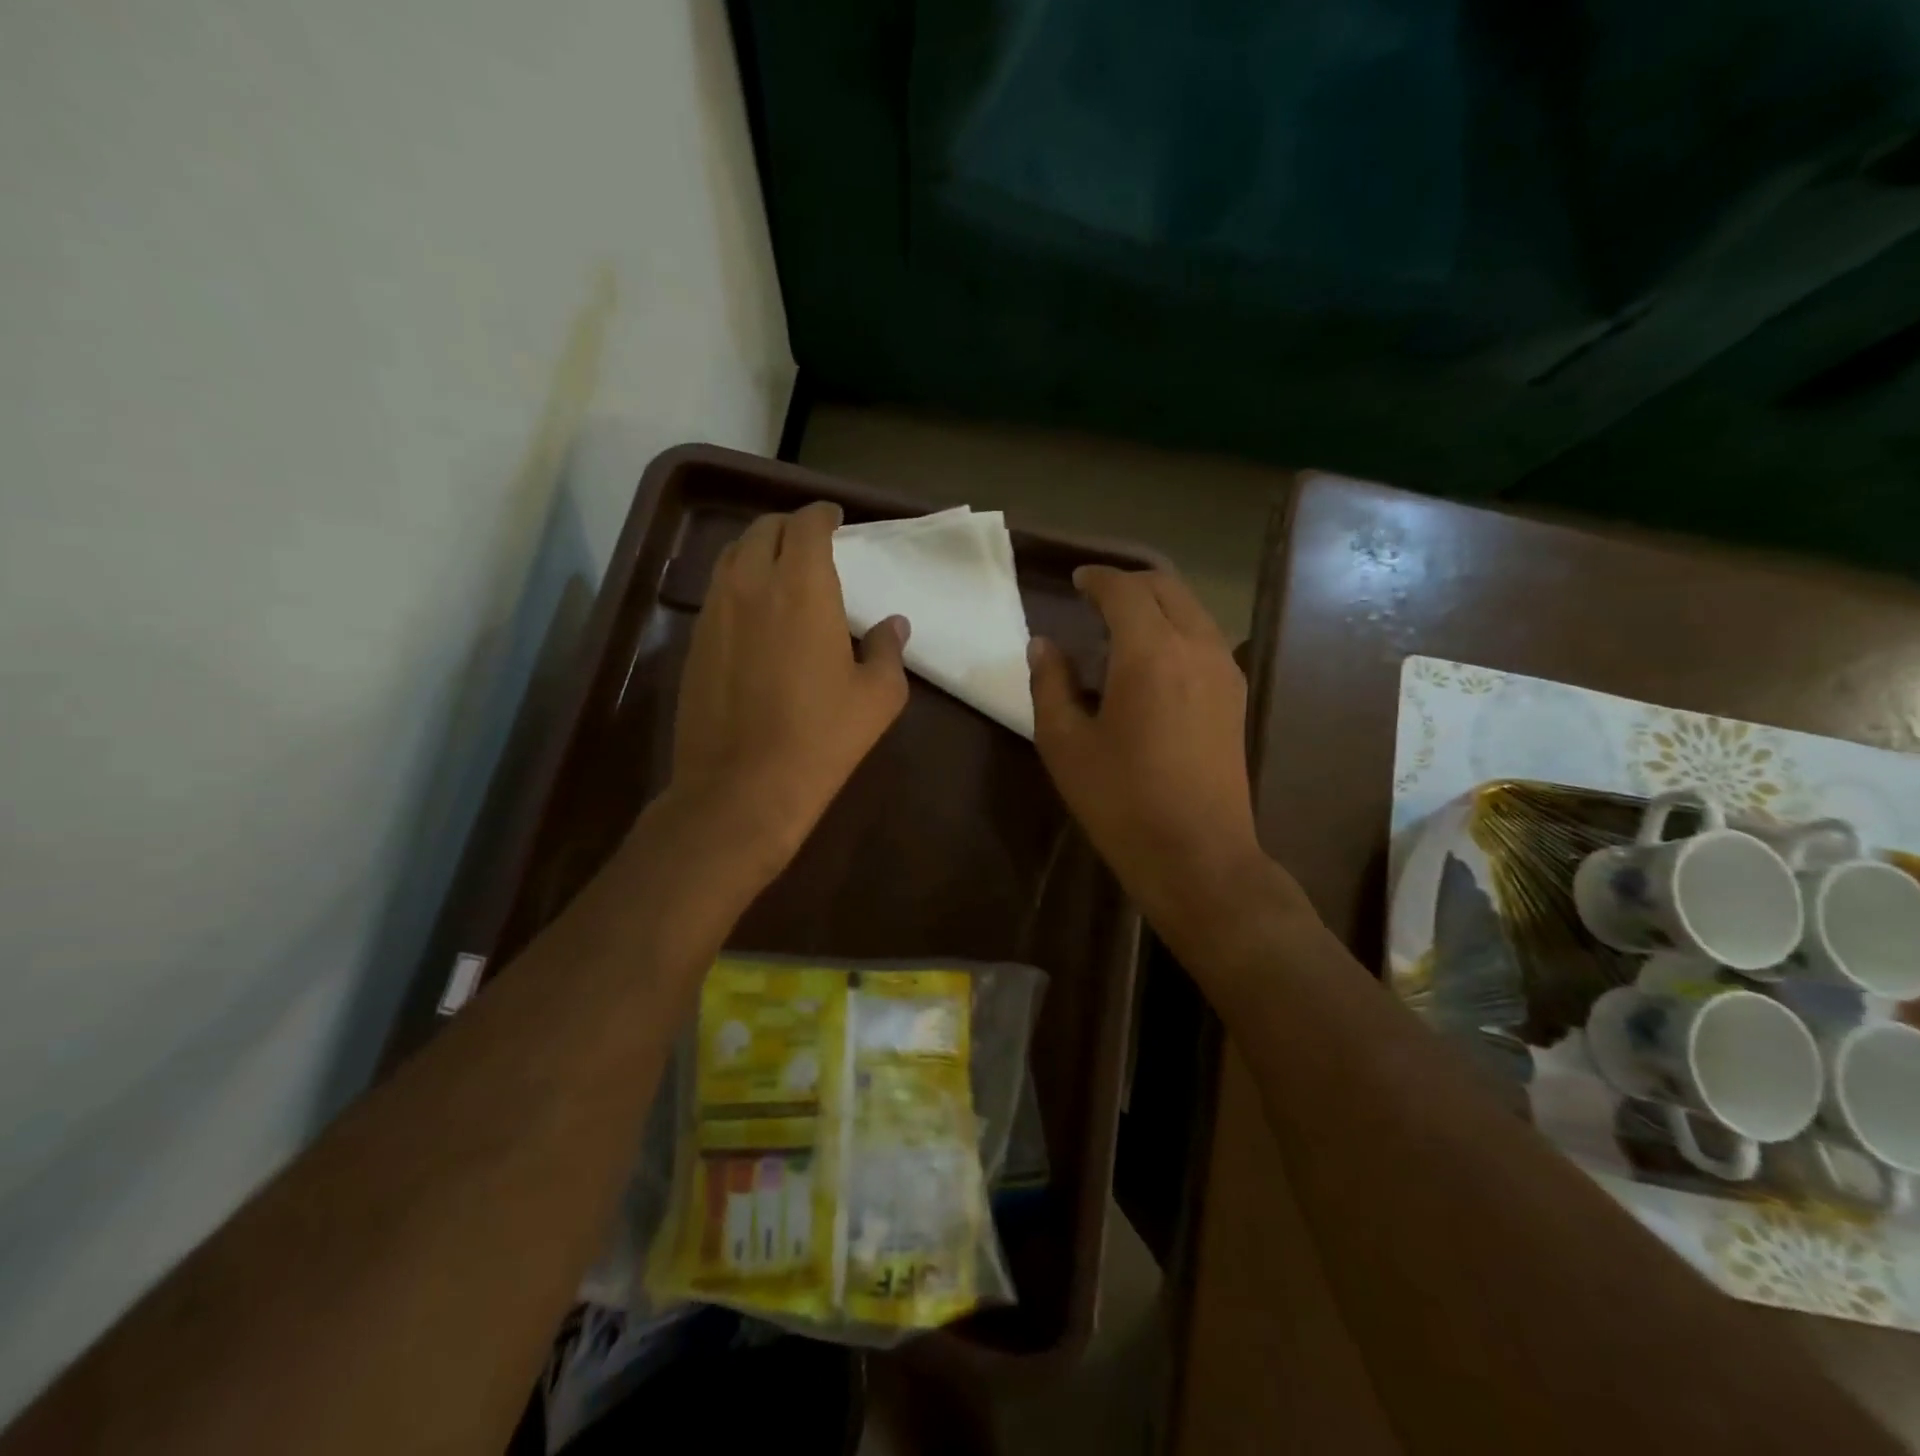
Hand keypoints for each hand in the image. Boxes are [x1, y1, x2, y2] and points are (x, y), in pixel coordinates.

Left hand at [668, 501, 909, 877]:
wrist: (743, 788)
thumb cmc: (821, 739)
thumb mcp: (877, 697)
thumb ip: (888, 649)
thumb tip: (892, 625)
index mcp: (802, 588)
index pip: (806, 525)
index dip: (822, 516)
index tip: (835, 520)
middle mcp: (751, 585)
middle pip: (763, 531)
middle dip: (789, 527)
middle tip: (811, 543)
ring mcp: (715, 613)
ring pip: (733, 557)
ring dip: (759, 551)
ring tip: (781, 570)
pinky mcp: (694, 643)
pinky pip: (717, 593)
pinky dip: (738, 584)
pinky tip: (755, 613)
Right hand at [1029, 566, 1279, 935]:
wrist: (1198, 856)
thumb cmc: (1121, 801)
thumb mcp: (1065, 744)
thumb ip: (1050, 684)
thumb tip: (1044, 645)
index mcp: (1151, 653)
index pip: (1125, 590)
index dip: (1097, 578)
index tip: (1076, 581)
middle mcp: (1197, 647)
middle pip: (1167, 588)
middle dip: (1129, 583)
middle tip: (1095, 597)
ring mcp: (1224, 671)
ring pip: (1192, 610)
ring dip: (1156, 604)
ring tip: (1120, 627)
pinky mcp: (1235, 696)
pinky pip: (1205, 638)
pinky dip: (1176, 629)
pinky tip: (1151, 660)